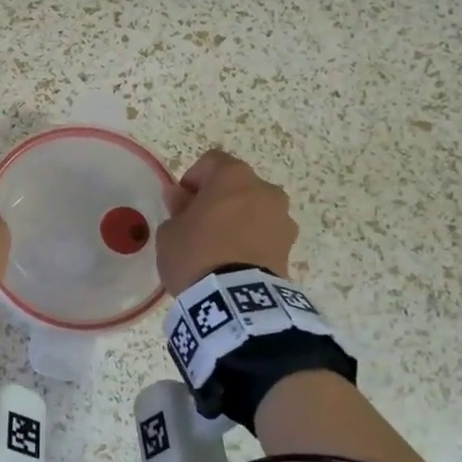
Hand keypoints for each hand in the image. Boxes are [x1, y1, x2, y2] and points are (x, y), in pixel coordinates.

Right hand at [156, 149, 297, 295]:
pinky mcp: (290, 246)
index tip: (181, 202)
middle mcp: (264, 189)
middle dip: (219, 199)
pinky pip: (266, 234)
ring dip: (239, 219)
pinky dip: (252, 240)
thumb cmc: (196, 253)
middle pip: (237, 186)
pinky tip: (235, 261)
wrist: (235, 300)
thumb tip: (180, 196)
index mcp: (233, 176)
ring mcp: (282, 218)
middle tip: (199, 225)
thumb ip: (177, 208)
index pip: (211, 162)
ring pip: (255, 209)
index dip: (193, 179)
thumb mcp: (170, 231)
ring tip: (220, 247)